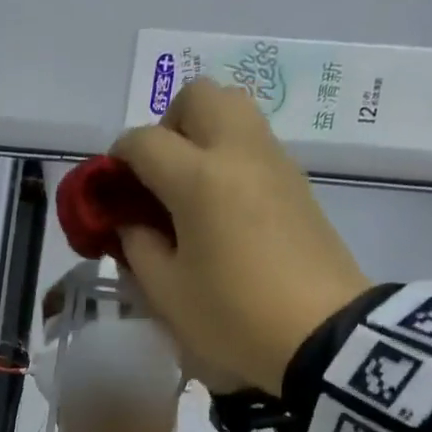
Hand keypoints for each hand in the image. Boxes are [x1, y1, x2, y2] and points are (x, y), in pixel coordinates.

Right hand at [110, 78, 372, 394]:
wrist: (322, 334)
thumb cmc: (232, 316)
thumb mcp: (166, 292)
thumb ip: (137, 246)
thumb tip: (130, 222)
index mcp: (199, 178)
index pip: (143, 141)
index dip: (116, 161)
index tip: (109, 192)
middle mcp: (239, 153)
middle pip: (199, 96)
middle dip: (166, 125)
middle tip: (156, 177)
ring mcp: (275, 162)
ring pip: (233, 111)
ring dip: (201, 136)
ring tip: (186, 192)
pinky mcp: (297, 182)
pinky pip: (254, 144)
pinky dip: (228, 157)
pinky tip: (218, 210)